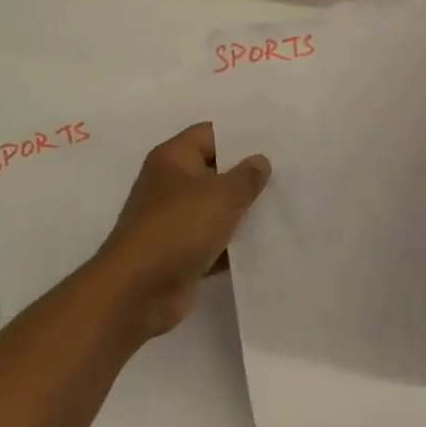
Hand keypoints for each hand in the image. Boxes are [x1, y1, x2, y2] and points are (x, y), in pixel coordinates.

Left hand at [90, 123, 270, 339]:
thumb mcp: (221, 195)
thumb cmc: (178, 229)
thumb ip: (246, 176)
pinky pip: (214, 241)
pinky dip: (235, 244)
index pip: (211, 133)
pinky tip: (268, 243)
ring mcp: (174, 221)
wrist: (137, 293)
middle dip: (247, 174)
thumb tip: (260, 161)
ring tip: (285, 205)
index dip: (241, 136)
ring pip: (216, 208)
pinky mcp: (181, 253)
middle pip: (215, 171)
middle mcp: (170, 185)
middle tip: (288, 173)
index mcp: (173, 159)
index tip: (275, 141)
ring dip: (243, 211)